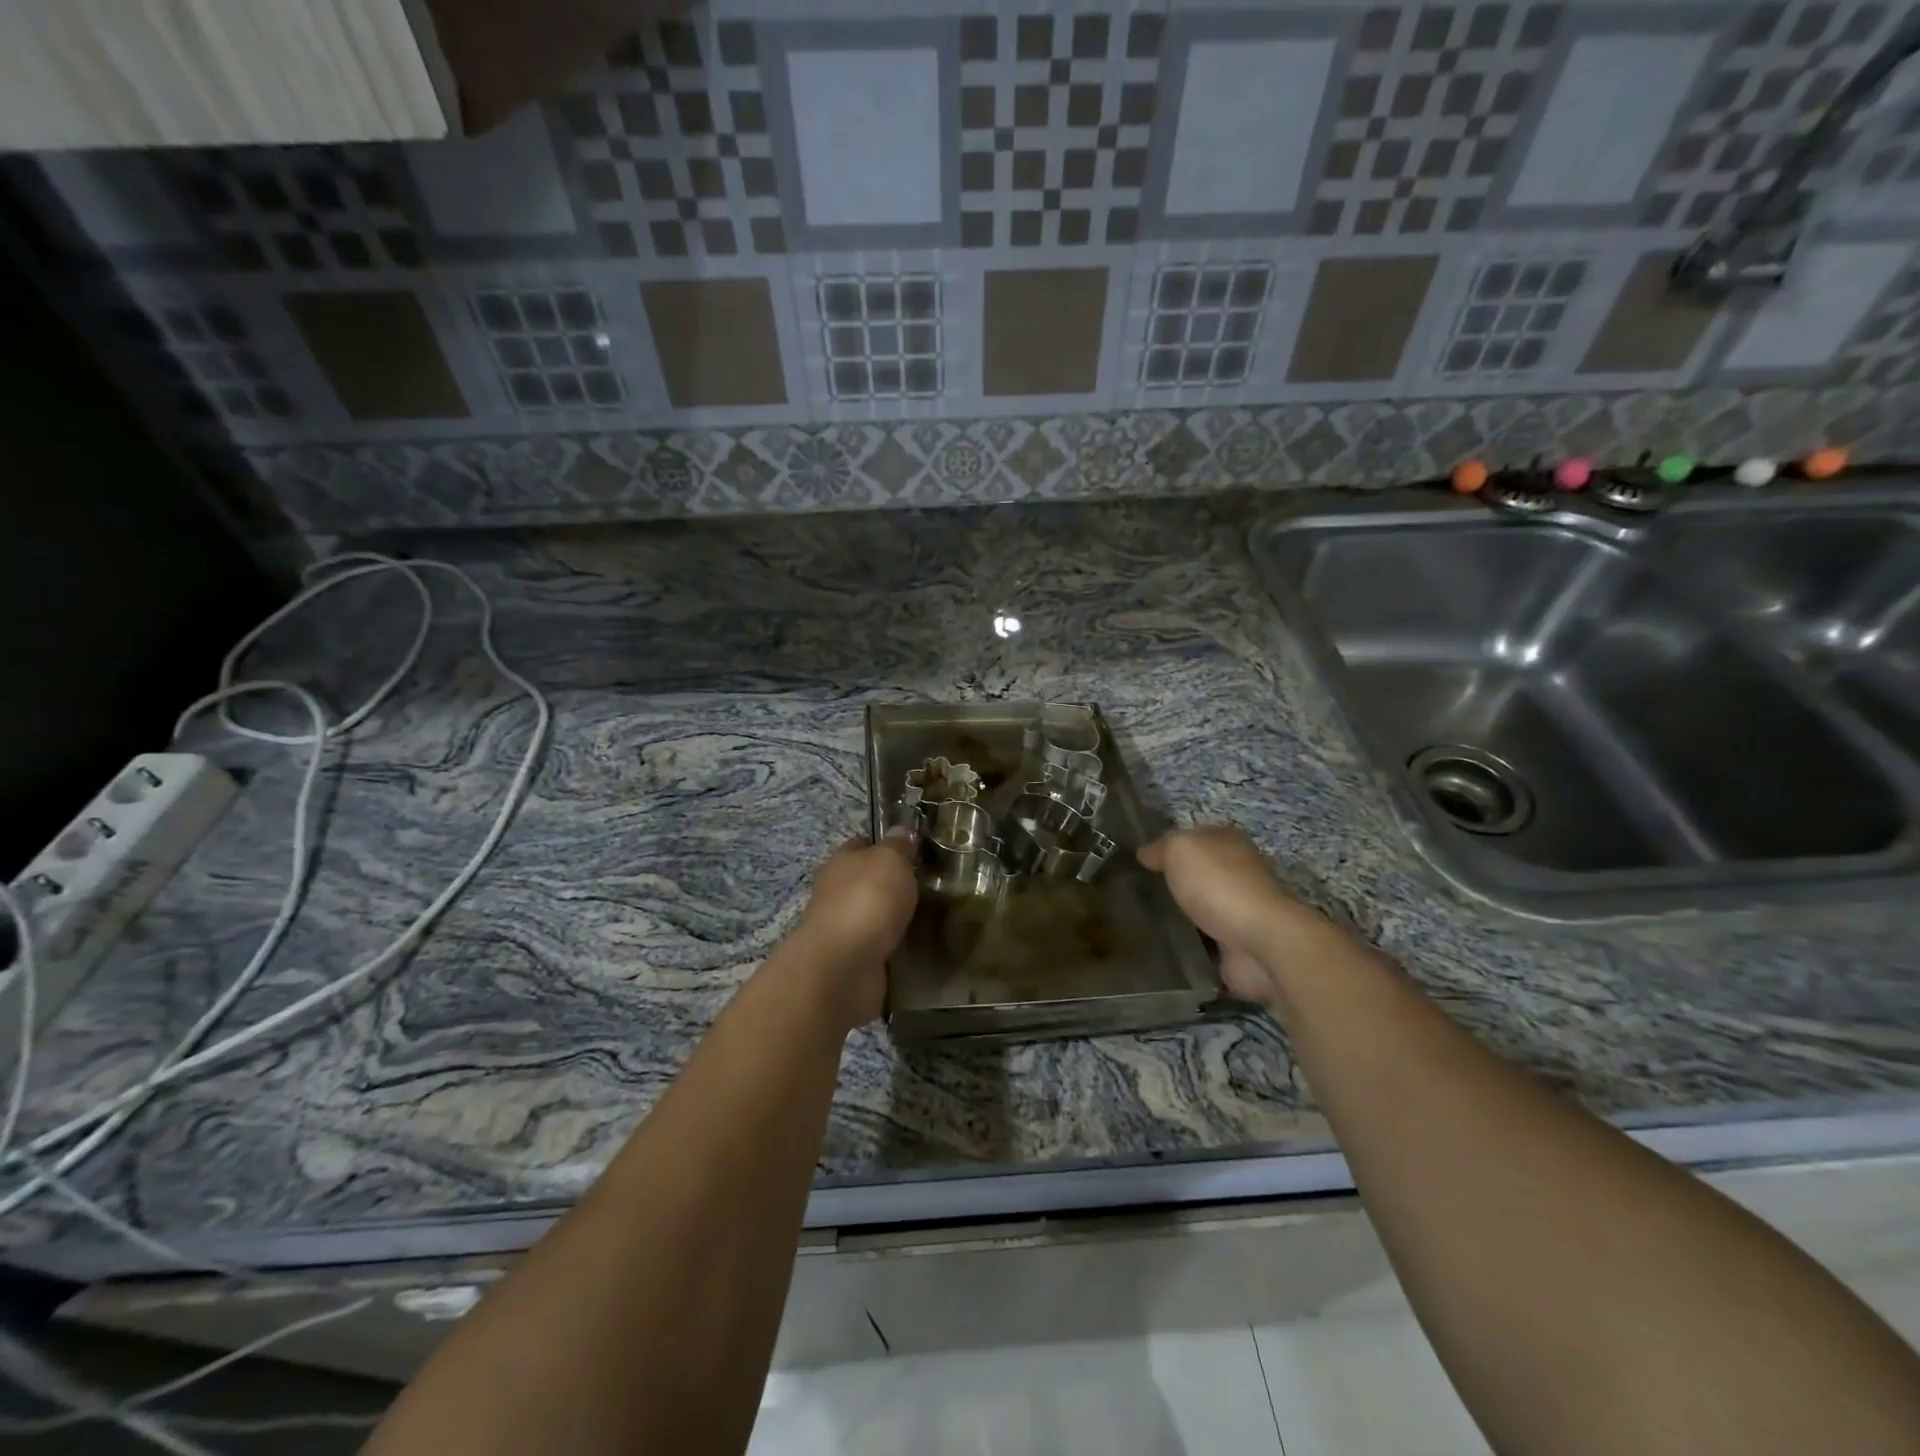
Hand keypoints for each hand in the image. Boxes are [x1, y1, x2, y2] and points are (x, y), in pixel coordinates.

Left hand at [793, 834, 917, 1027]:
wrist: (844, 966)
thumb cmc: (866, 900)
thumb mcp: (890, 860)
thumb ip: (897, 846)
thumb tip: (901, 832)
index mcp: (841, 862)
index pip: (863, 844)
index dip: (886, 845)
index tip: (915, 850)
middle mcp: (836, 893)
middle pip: (868, 882)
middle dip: (894, 884)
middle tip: (931, 886)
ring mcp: (843, 929)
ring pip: (874, 916)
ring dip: (895, 919)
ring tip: (931, 918)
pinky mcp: (853, 961)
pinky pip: (880, 948)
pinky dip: (895, 947)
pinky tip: (917, 946)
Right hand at [1137, 826, 1321, 1004]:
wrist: (1261, 941)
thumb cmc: (1219, 884)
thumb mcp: (1179, 849)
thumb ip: (1160, 848)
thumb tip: (1145, 854)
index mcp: (1228, 841)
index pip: (1193, 837)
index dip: (1167, 847)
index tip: (1140, 863)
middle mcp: (1239, 872)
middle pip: (1200, 872)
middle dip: (1175, 882)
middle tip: (1137, 893)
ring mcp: (1241, 911)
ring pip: (1202, 907)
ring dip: (1183, 915)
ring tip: (1147, 920)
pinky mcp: (1239, 945)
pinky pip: (1206, 941)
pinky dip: (1191, 944)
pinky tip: (1166, 945)